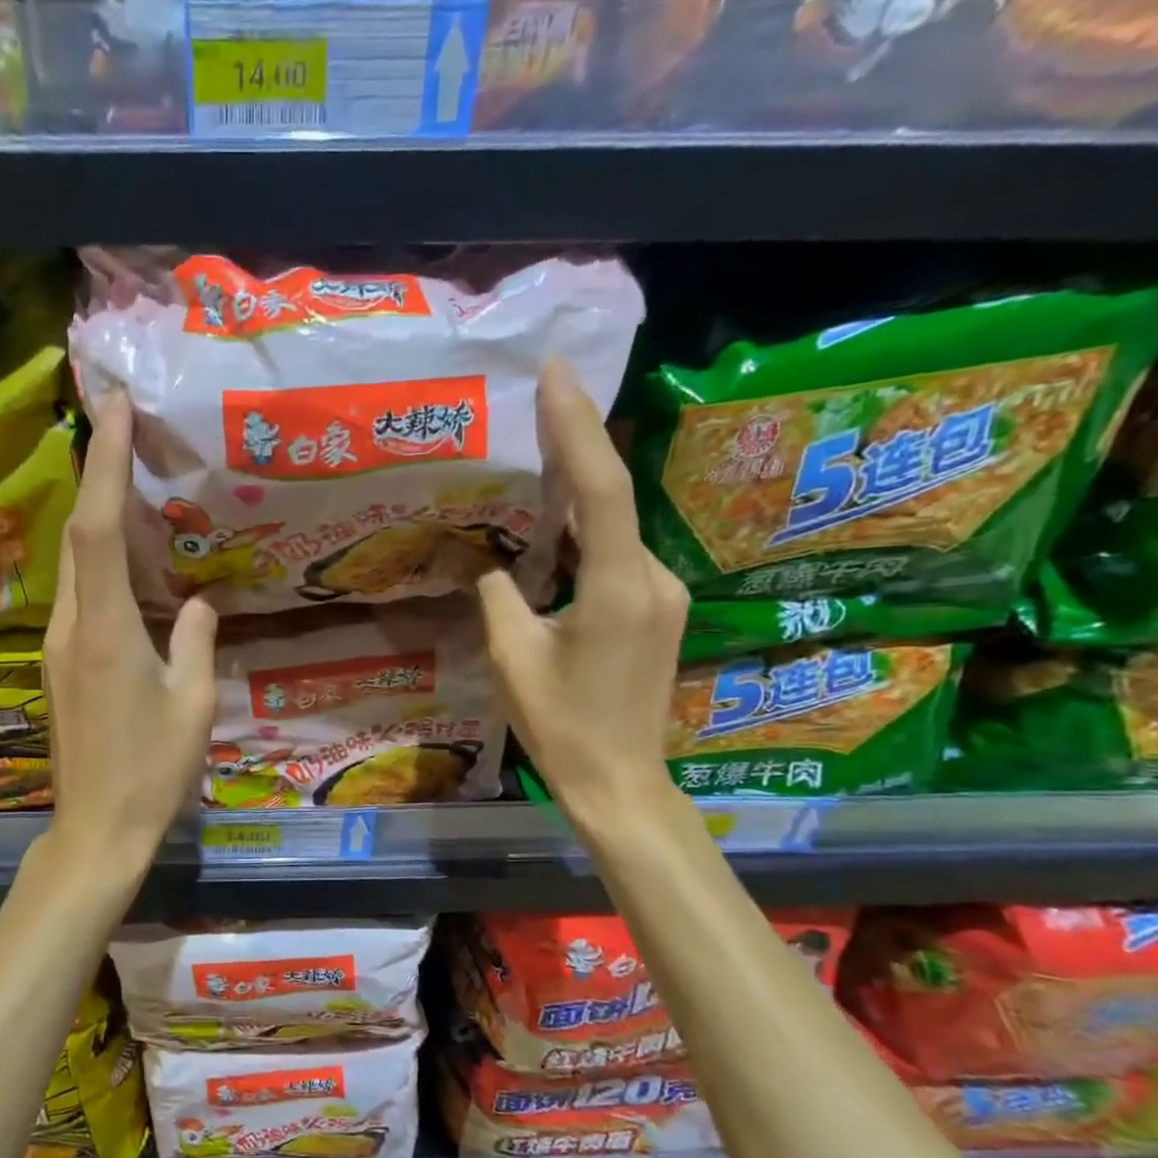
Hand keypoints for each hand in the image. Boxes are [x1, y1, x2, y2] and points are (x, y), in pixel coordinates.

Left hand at [44, 390, 217, 871]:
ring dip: (96, 514)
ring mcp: (59, 646)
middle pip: (78, 534)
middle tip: (123, 426)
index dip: (106, 464)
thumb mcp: (192, 704)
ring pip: (74, 563)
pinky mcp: (60, 664)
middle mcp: (72, 626)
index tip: (115, 408)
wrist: (96, 829)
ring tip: (130, 478)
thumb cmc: (152, 771)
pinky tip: (128, 558)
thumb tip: (199, 602)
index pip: (99, 528)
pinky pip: (79, 594)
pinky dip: (99, 559)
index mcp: (107, 630)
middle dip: (97, 473)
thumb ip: (196, 641)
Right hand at [477, 361, 688, 825]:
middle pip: (613, 500)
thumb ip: (499, 597)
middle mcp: (654, 579)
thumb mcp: (511, 658)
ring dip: (579, 498)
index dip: (578, 427)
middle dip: (577, 449)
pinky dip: (588, 537)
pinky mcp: (659, 612)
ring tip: (537, 463)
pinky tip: (556, 534)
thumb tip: (493, 565)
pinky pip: (620, 559)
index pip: (602, 489)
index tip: (557, 375)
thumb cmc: (560, 725)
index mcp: (618, 588)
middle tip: (540, 403)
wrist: (620, 782)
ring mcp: (664, 596)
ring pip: (616, 531)